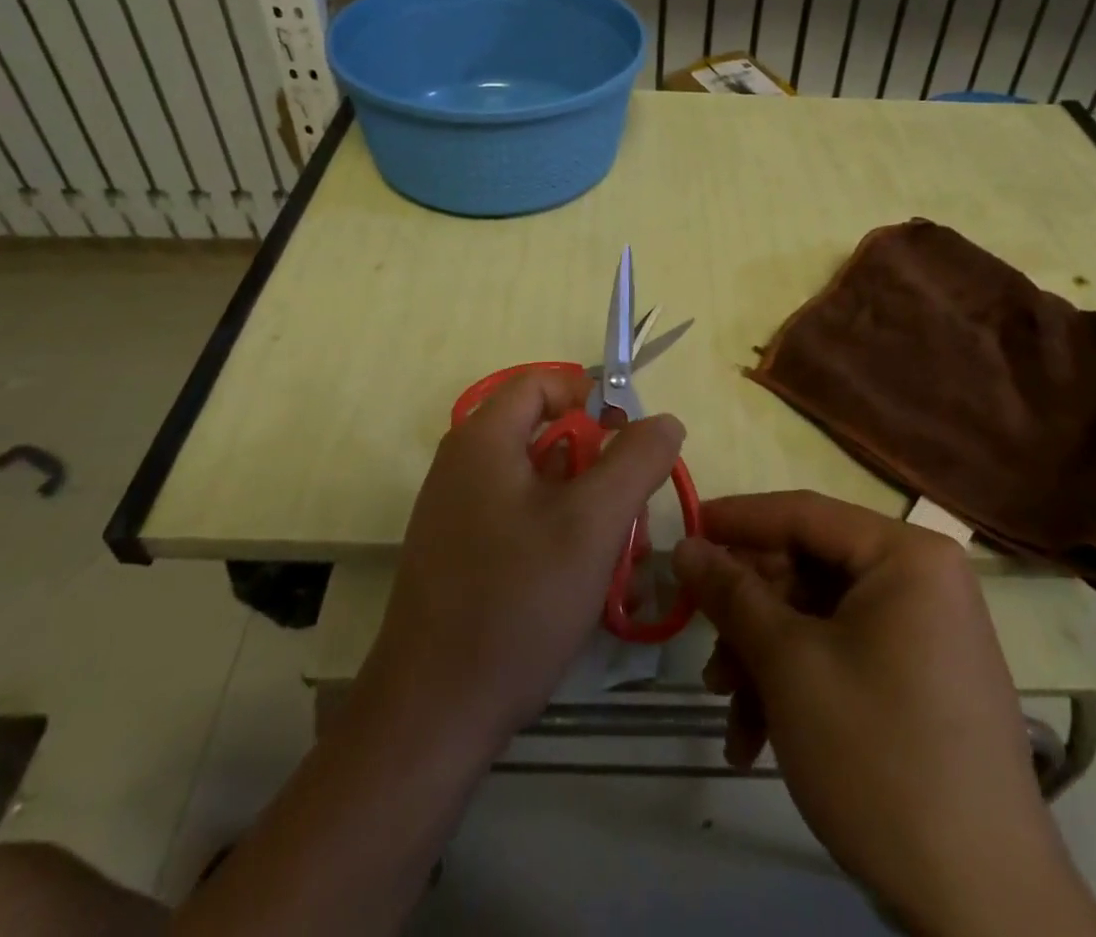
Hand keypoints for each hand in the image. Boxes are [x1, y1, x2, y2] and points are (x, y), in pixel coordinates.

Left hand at [365, 367, 685, 749]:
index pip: (541, 382)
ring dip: (590, 511)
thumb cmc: (516, 602)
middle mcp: (465, 466)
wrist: (432, 714)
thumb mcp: (593, 524)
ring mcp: (460, 513)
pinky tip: (591, 586)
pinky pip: (523, 522)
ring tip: (625, 563)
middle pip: (546, 437)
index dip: (591, 395)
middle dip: (601, 469)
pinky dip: (562, 538)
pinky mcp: (462, 555)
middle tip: (635, 517)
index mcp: (483, 440)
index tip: (630, 437)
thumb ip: (636, 461)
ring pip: (542, 486)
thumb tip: (663, 420)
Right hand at [673, 493, 1095, 934]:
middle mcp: (922, 580)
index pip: (803, 513)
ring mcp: (925, 633)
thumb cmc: (880, 757)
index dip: (736, 520)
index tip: (682, 532)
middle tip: (703, 644)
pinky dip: (797, 688)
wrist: (984, 909)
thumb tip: (685, 546)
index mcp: (906, 555)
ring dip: (764, 660)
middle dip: (749, 614)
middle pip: (808, 570)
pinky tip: (758, 741)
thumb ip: (732, 594)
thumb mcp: (789, 665)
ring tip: (728, 711)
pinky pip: (844, 656)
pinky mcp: (921, 682)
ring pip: (818, 620)